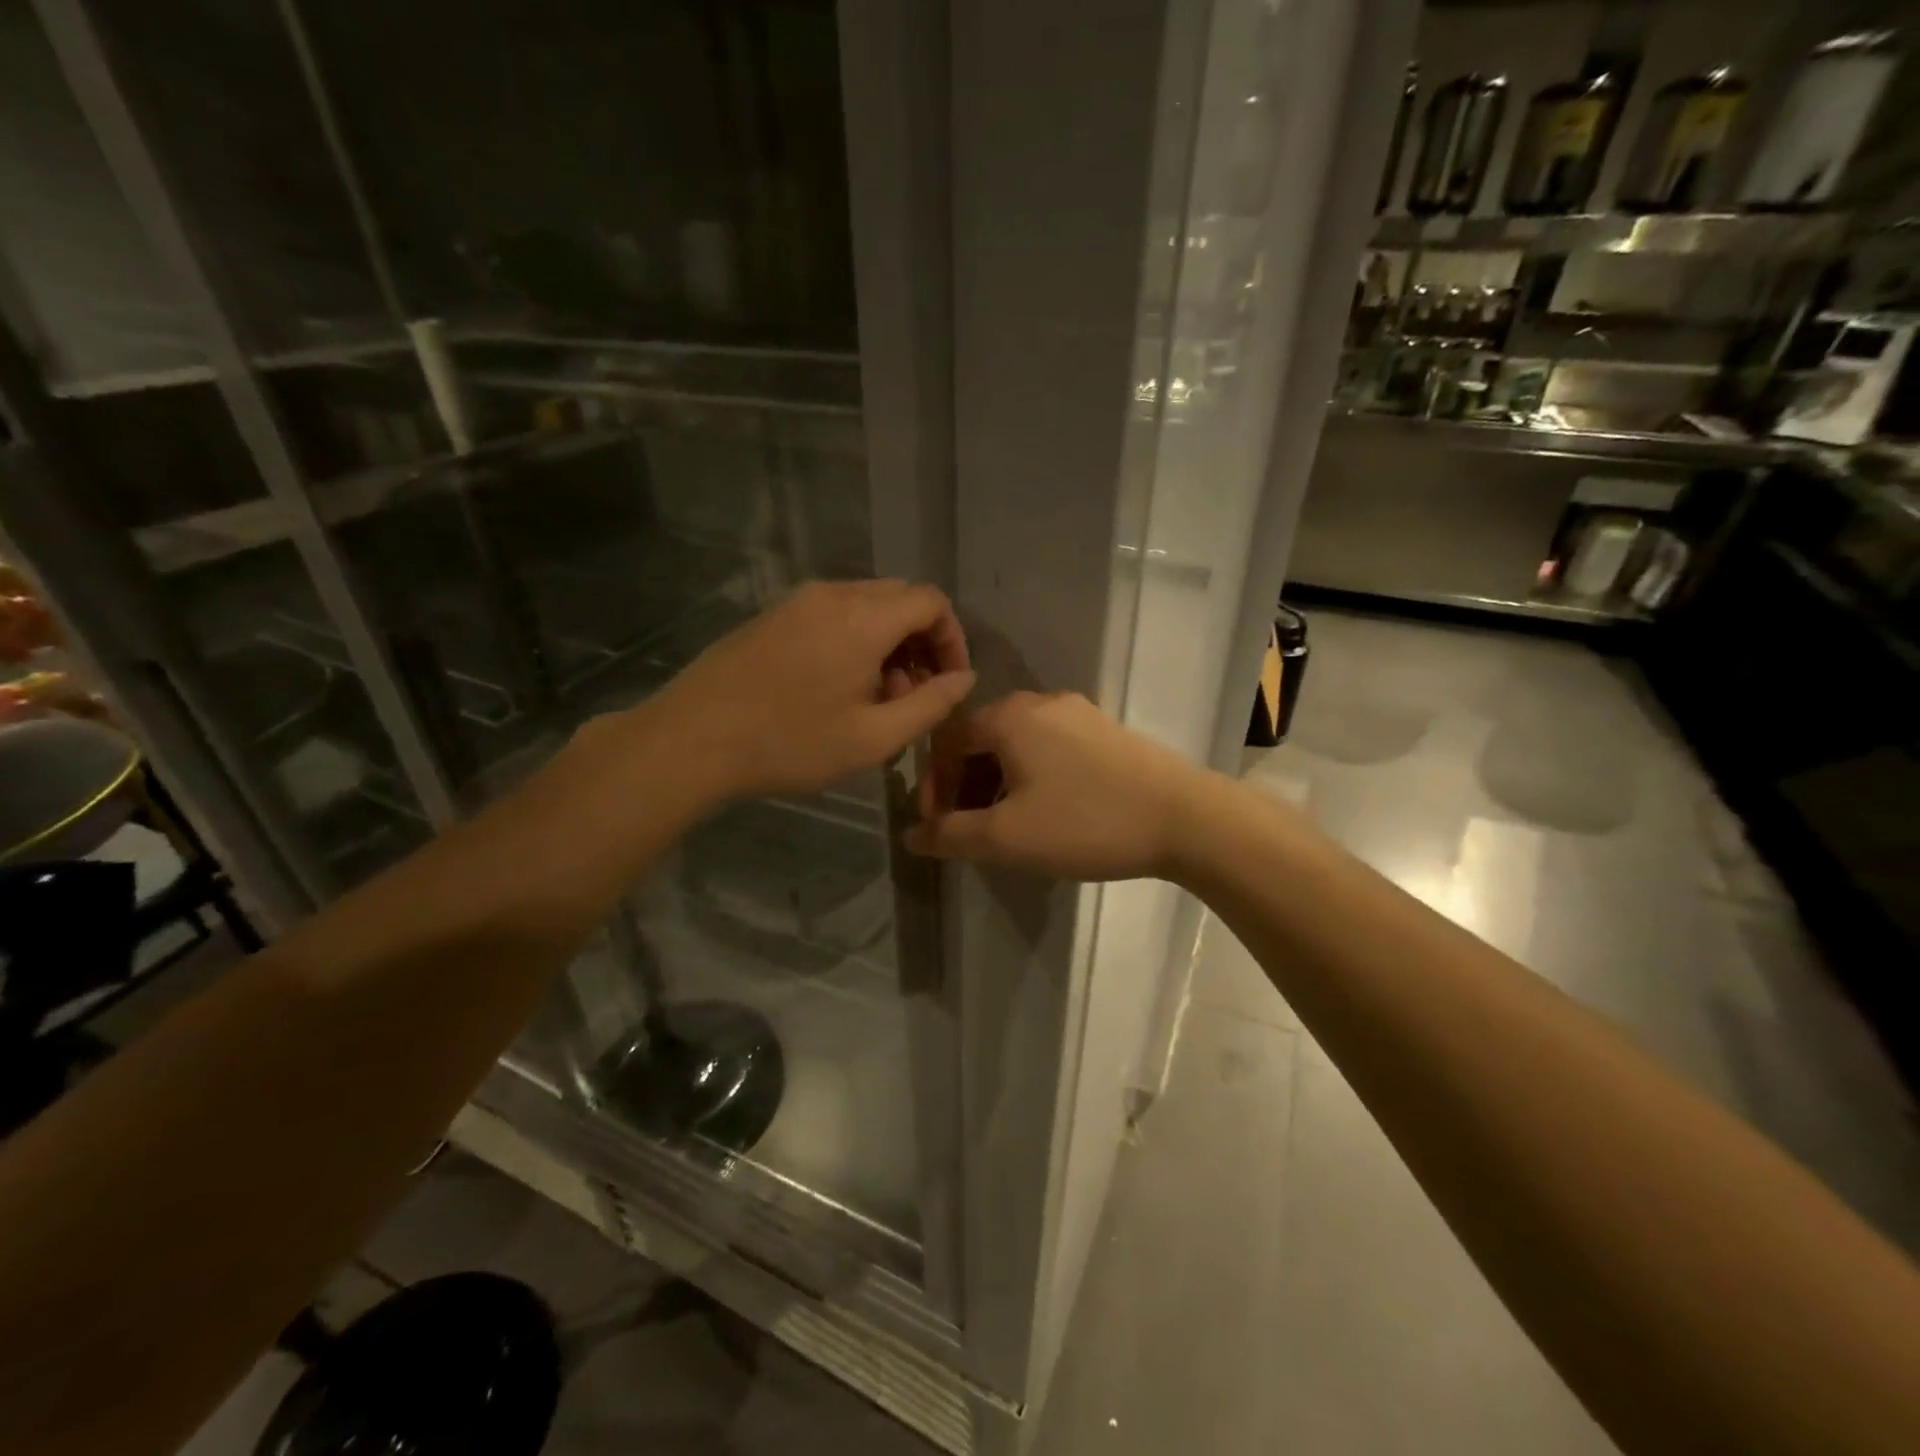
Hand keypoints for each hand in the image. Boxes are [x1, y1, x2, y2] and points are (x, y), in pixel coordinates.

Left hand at [646, 579, 973, 802]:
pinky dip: (855, 640)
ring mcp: (798, 601)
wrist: (693, 739)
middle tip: (914, 695)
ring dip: (888, 643)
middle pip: (900, 598)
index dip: (953, 639)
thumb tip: (963, 678)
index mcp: (863, 618)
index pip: (931, 601)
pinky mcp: (774, 615)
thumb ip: (930, 705)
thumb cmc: (790, 744)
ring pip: (866, 606)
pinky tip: (838, 687)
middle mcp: (833, 594)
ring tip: (875, 698)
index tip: (948, 682)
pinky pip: (833, 613)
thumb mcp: (873, 737)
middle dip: (921, 642)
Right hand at [903, 691, 1208, 880]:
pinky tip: (1047, 812)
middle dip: (964, 786)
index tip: (937, 828)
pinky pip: (1048, 748)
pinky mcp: (1105, 731)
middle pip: (981, 740)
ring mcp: (1078, 713)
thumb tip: (911, 836)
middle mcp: (1040, 702)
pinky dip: (1030, 777)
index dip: (933, 786)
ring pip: (1016, 746)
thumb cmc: (1085, 822)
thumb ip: (950, 835)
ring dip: (996, 784)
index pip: (946, 741)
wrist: (1186, 818)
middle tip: (967, 830)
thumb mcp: (1007, 837)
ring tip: (1005, 827)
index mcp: (1009, 716)